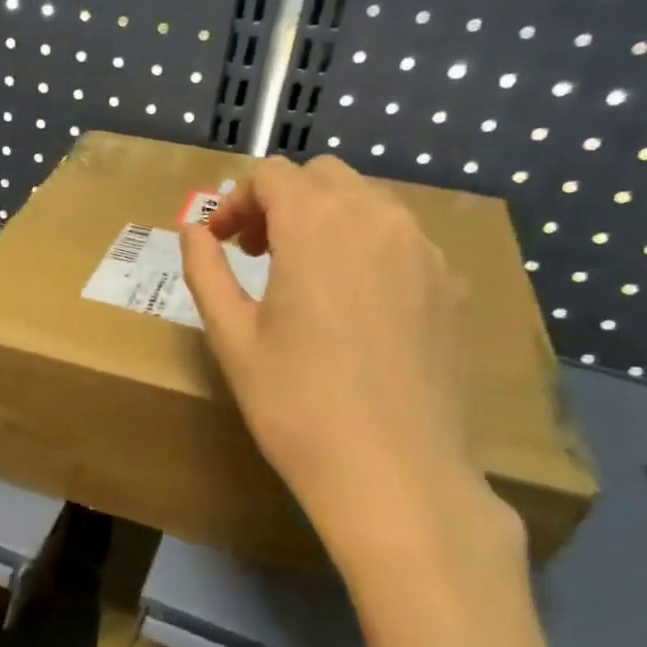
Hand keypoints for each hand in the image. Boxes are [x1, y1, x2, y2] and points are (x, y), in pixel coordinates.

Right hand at [180, 155, 512, 575]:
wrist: (393, 471)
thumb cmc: (295, 404)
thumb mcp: (231, 337)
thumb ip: (206, 270)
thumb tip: (193, 230)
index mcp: (316, 225)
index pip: (272, 175)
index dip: (236, 201)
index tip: (221, 243)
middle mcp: (378, 219)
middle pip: (323, 177)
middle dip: (283, 202)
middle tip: (259, 255)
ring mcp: (426, 250)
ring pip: (370, 202)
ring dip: (327, 220)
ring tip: (306, 278)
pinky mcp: (454, 285)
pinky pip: (404, 240)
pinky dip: (369, 249)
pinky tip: (357, 307)